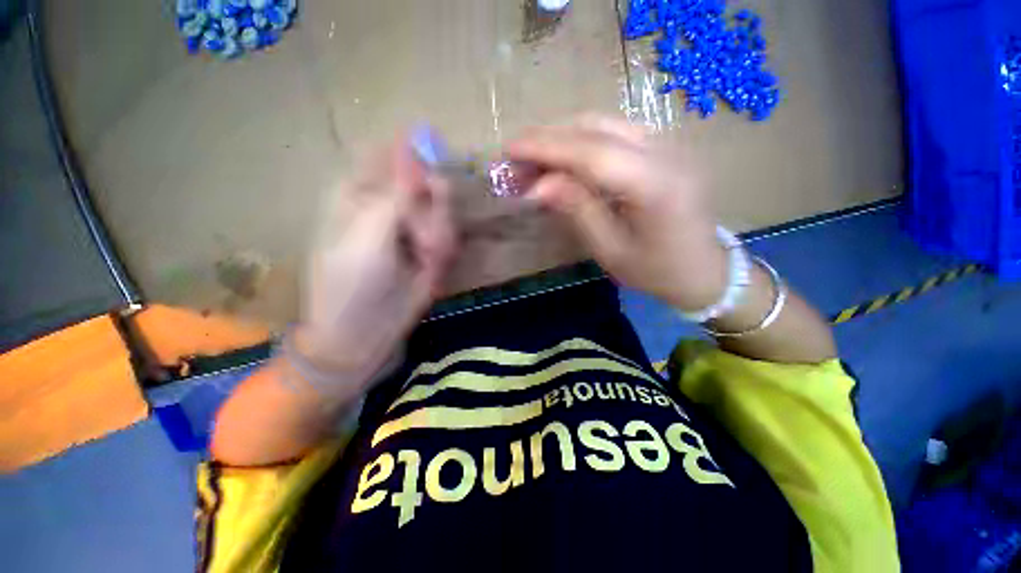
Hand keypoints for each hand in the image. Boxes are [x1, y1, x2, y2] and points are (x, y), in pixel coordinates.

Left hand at [297, 134, 456, 388]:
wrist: (366, 331)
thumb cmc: (351, 281)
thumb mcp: (368, 233)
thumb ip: (397, 194)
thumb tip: (417, 153)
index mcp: (363, 191)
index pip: (393, 154)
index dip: (417, 155)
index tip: (432, 170)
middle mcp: (391, 204)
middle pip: (428, 182)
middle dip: (434, 208)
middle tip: (424, 237)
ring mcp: (415, 226)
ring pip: (444, 209)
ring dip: (441, 232)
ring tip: (426, 258)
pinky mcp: (432, 247)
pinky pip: (450, 235)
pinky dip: (445, 249)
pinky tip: (432, 268)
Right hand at [506, 115, 727, 311]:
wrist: (705, 269)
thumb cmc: (657, 270)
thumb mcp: (611, 250)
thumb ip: (577, 210)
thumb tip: (538, 186)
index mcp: (654, 185)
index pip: (590, 152)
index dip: (546, 147)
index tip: (509, 151)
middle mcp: (665, 152)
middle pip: (596, 128)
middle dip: (549, 138)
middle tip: (515, 157)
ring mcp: (668, 144)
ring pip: (604, 124)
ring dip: (563, 136)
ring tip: (533, 158)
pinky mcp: (663, 148)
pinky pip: (615, 133)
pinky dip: (581, 140)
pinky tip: (564, 158)